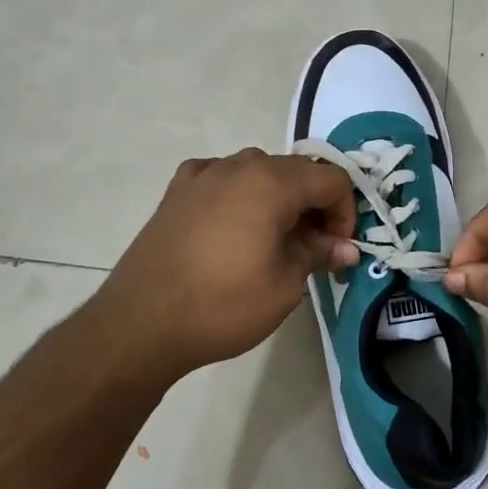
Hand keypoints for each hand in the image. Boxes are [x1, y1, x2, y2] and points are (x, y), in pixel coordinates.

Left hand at [84, 149, 357, 381]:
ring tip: (272, 240)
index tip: (337, 249)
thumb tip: (346, 247)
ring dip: (277, 199)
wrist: (141, 322)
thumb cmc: (223, 304)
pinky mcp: (176, 191)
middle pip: (295, 171)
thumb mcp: (284, 284)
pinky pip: (220, 179)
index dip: (345, 212)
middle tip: (312, 249)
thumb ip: (318, 254)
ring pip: (257, 172)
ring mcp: (202, 175)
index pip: (331, 179)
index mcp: (272, 182)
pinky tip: (232, 225)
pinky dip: (237, 195)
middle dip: (313, 206)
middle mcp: (239, 166)